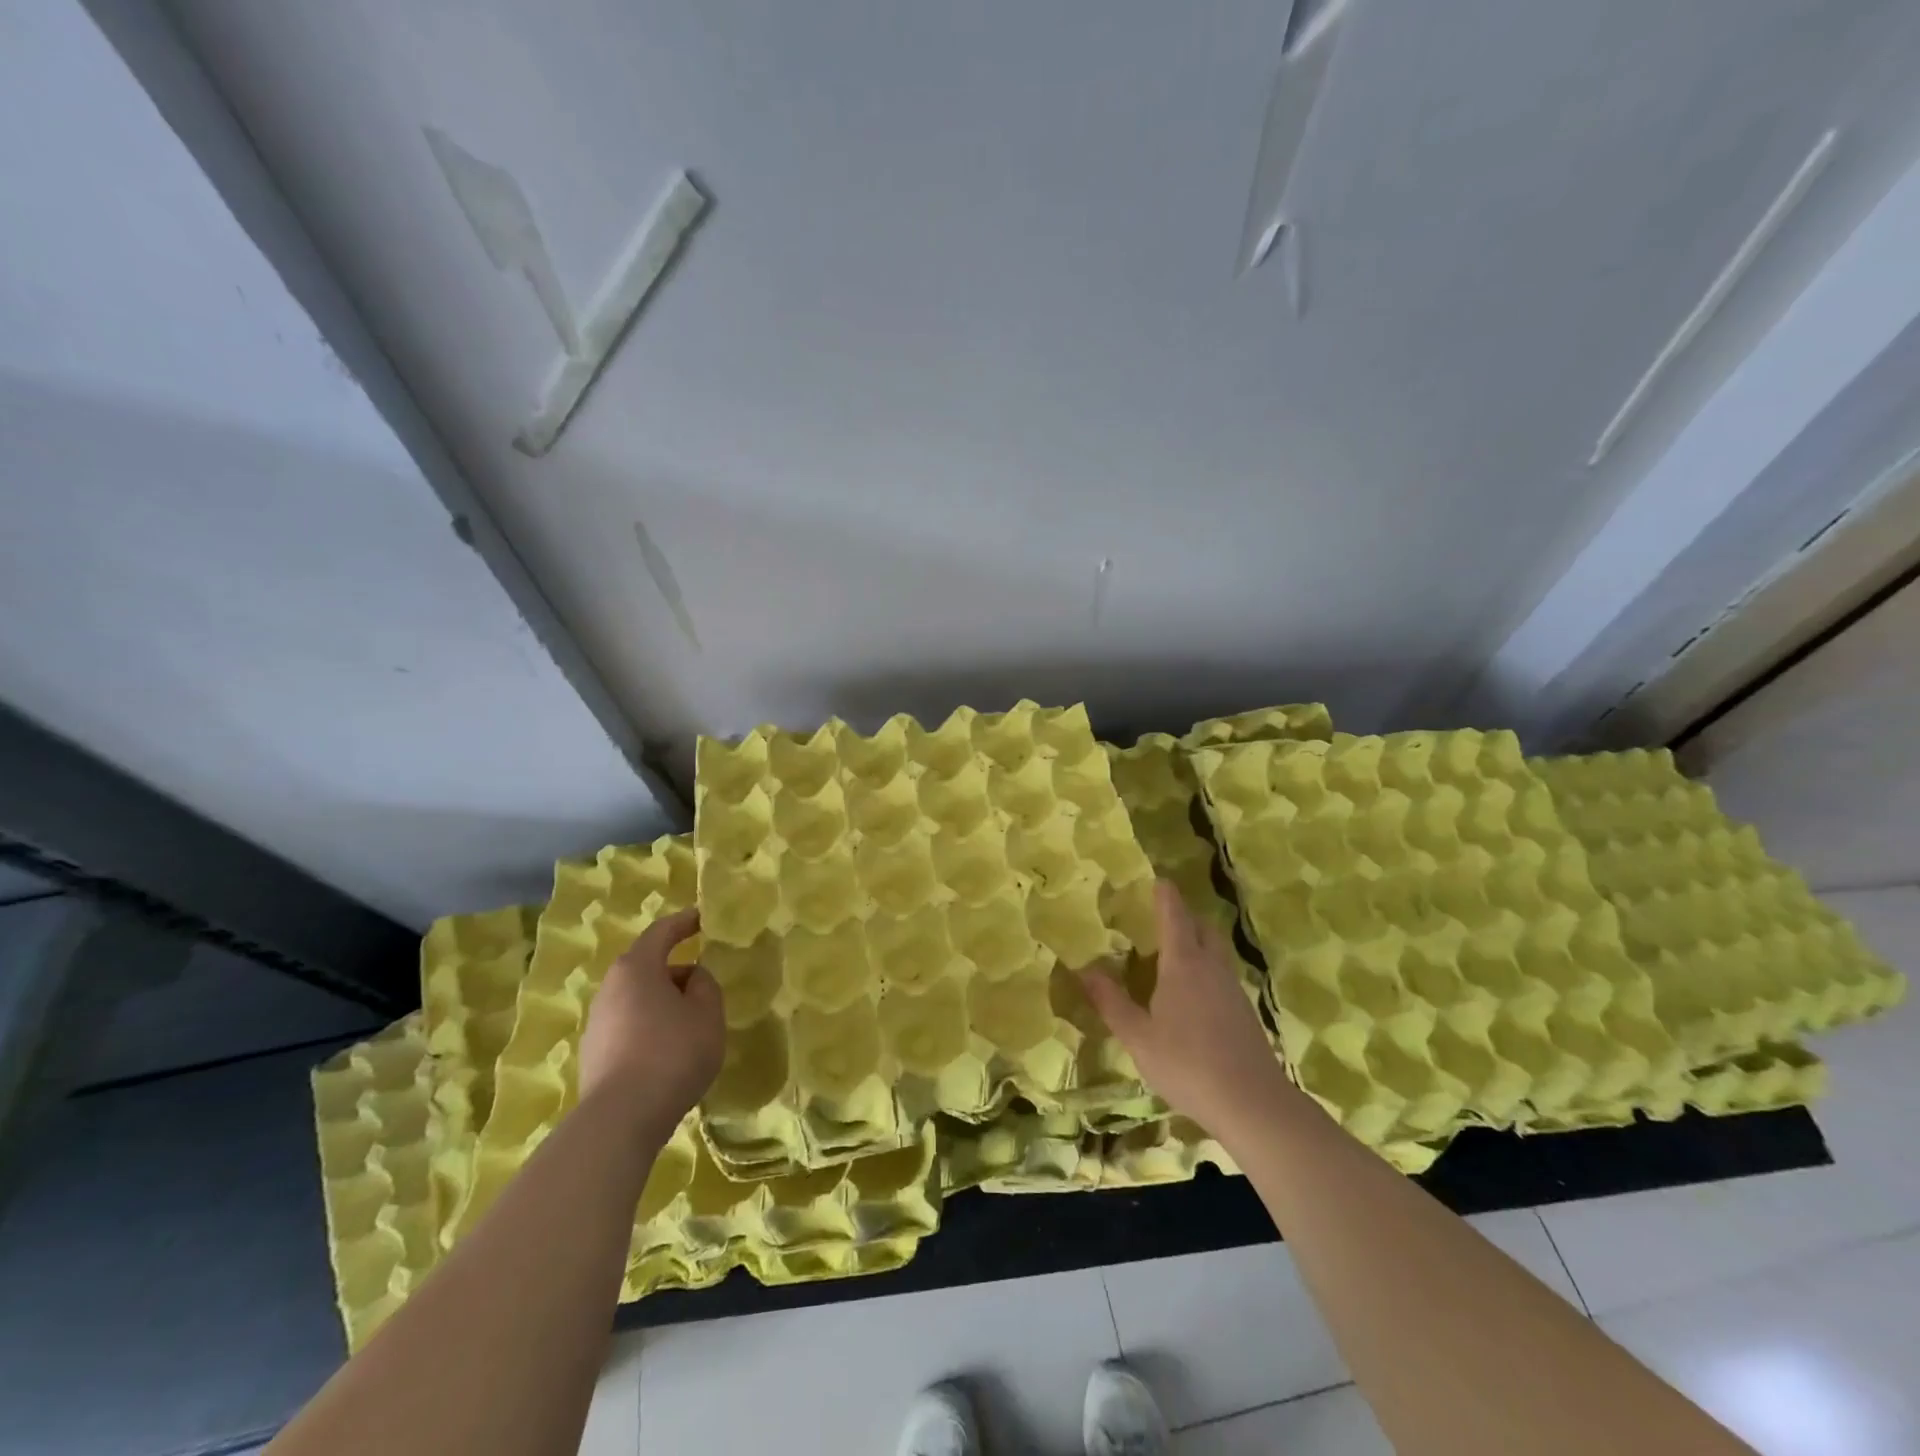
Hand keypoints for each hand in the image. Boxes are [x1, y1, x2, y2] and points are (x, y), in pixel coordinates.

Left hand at [577, 907, 724, 1134]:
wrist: (621, 1118)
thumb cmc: (672, 1052)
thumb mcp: (707, 1013)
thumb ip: (705, 986)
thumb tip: (691, 978)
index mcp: (637, 968)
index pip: (661, 933)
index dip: (683, 923)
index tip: (702, 918)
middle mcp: (610, 989)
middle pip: (647, 968)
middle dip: (676, 971)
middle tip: (704, 984)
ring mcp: (597, 1024)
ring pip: (637, 1000)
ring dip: (663, 1003)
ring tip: (691, 1023)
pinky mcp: (594, 1056)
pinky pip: (629, 1028)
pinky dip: (651, 1028)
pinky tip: (669, 1052)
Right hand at [1080, 880, 1292, 1142]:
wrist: (1252, 1103)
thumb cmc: (1187, 1064)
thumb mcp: (1138, 1037)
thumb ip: (1111, 1002)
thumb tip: (1084, 969)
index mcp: (1183, 963)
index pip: (1174, 915)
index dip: (1165, 895)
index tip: (1158, 879)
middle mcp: (1211, 966)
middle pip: (1202, 926)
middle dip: (1184, 915)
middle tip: (1161, 916)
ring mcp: (1232, 988)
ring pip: (1215, 950)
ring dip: (1197, 941)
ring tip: (1173, 952)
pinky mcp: (1244, 1010)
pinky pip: (1222, 973)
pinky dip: (1206, 967)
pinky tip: (1193, 992)